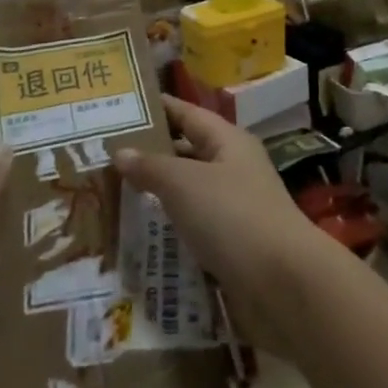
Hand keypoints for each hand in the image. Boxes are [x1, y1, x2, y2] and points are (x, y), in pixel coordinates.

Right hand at [115, 96, 329, 352]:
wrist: (282, 283)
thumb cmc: (233, 216)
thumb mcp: (185, 183)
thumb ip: (152, 166)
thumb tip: (120, 151)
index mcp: (228, 142)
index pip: (188, 114)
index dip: (159, 108)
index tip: (123, 105)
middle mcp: (233, 168)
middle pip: (187, 153)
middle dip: (151, 155)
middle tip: (105, 158)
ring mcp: (234, 209)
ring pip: (188, 194)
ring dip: (156, 197)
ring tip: (112, 198)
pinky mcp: (231, 246)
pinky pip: (193, 229)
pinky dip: (168, 232)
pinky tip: (138, 241)